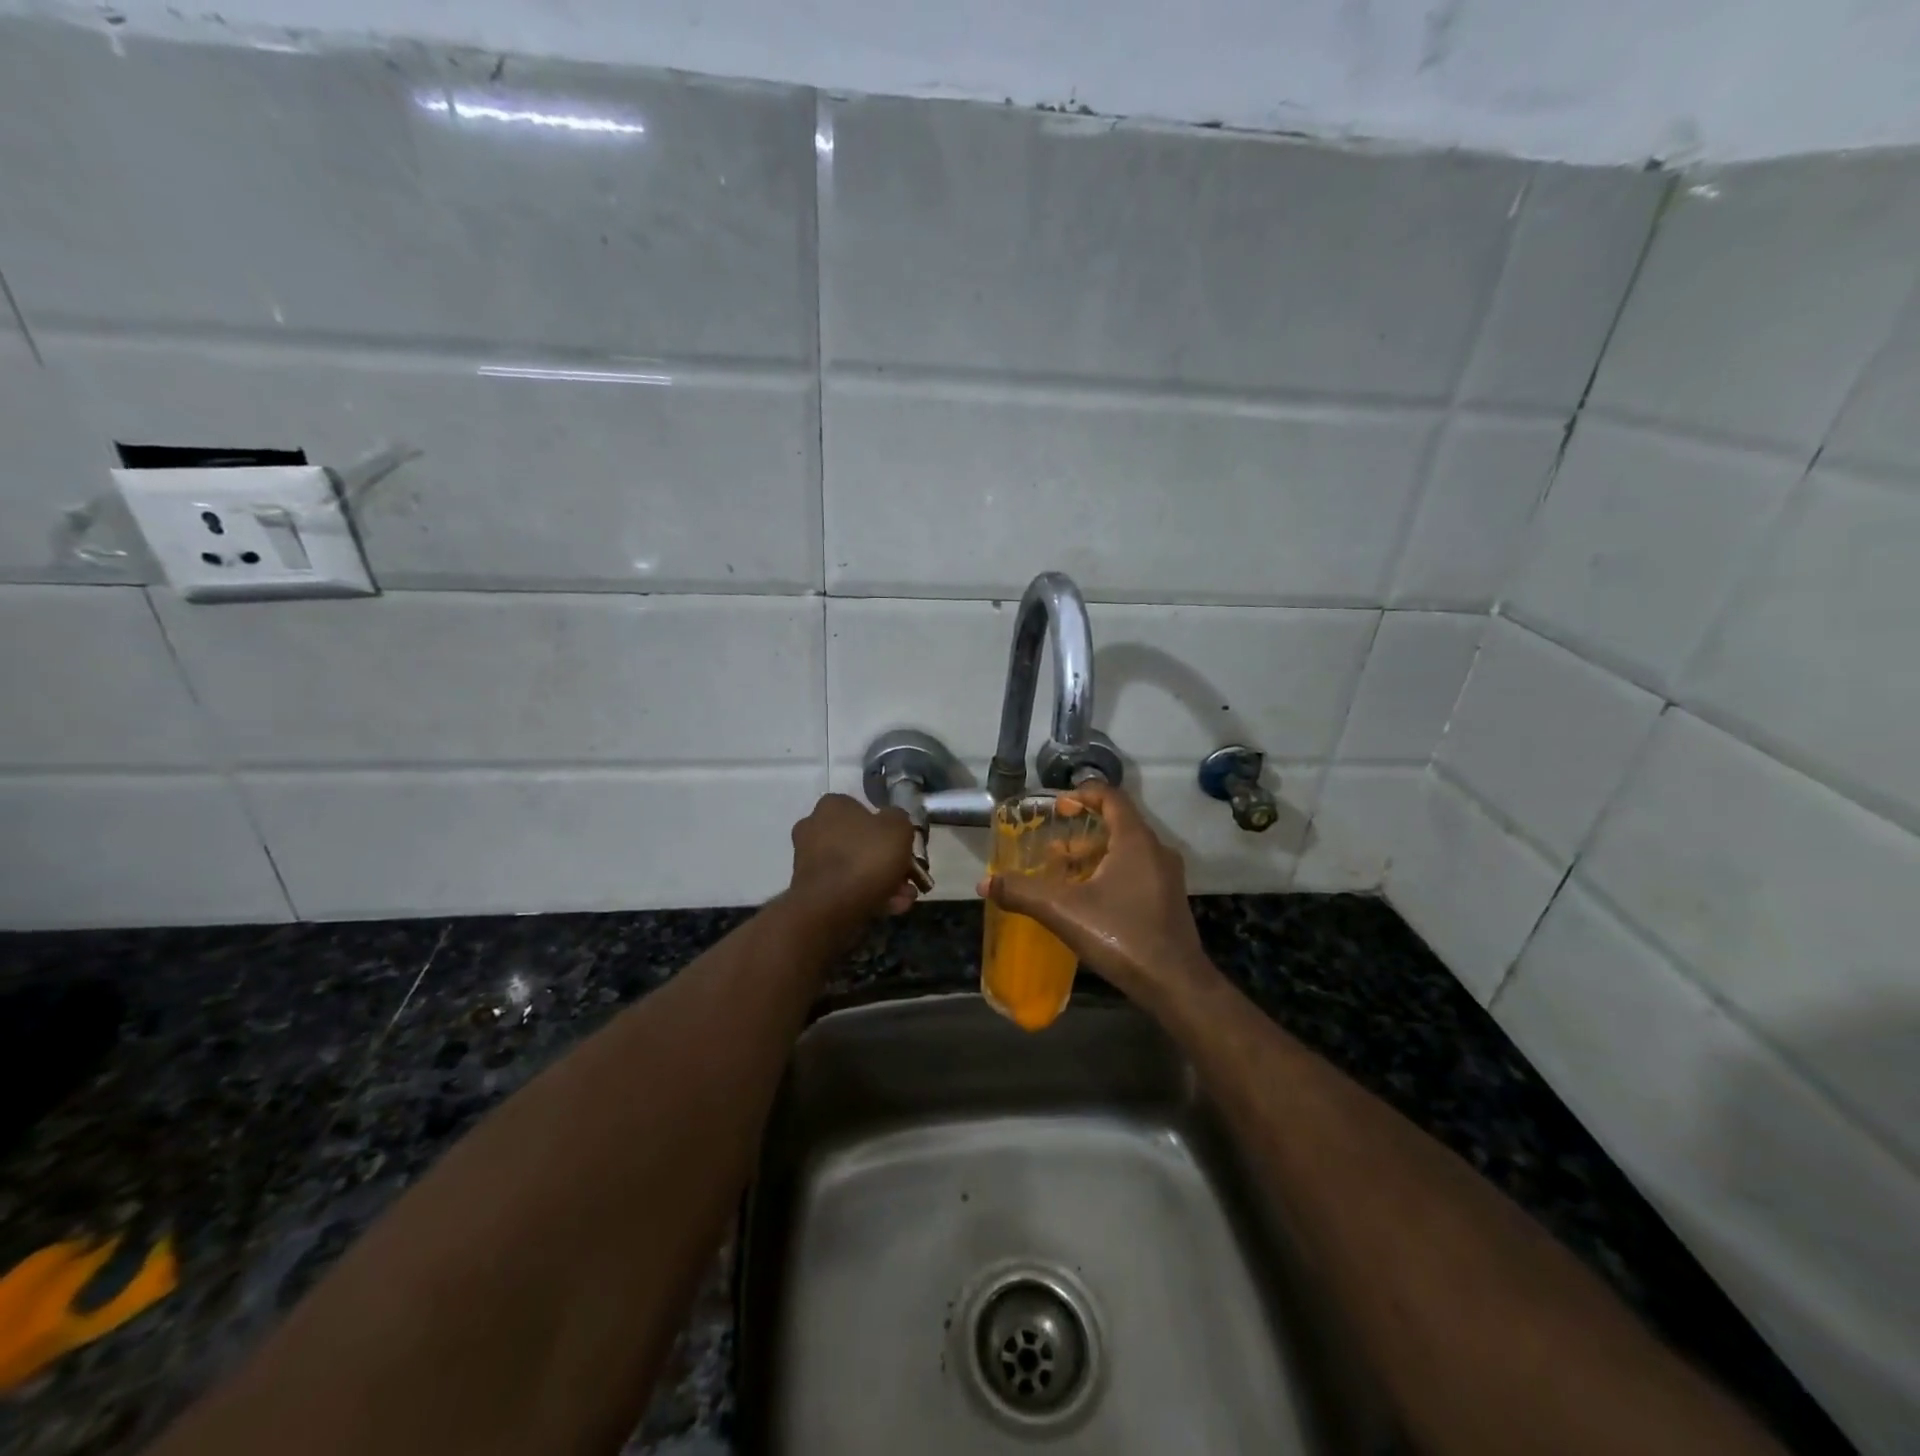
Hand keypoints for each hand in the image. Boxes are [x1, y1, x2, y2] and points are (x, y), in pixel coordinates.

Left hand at [788, 794, 919, 921]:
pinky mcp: (809, 889)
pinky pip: (844, 888)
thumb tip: (894, 822)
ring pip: (855, 868)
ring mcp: (809, 860)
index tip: (904, 846)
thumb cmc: (866, 858)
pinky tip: (890, 909)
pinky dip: (867, 896)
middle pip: (860, 842)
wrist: (829, 908)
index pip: (863, 809)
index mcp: (832, 806)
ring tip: (904, 899)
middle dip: (887, 861)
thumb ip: (899, 820)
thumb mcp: (899, 828)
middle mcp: (814, 828)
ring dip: (882, 882)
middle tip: (908, 877)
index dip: (887, 828)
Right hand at [976, 783, 1218, 1011]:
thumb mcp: (1064, 912)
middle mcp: (1155, 849)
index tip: (1057, 807)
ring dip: (1094, 853)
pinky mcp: (1168, 898)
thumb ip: (1023, 893)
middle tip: (1052, 844)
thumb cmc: (1122, 936)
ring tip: (1063, 871)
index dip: (1082, 795)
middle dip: (1082, 829)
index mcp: (1135, 840)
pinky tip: (1088, 897)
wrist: (1176, 984)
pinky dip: (1110, 871)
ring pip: (1126, 849)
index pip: (1111, 797)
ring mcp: (1166, 875)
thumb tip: (985, 883)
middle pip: (1117, 823)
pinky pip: (1136, 869)